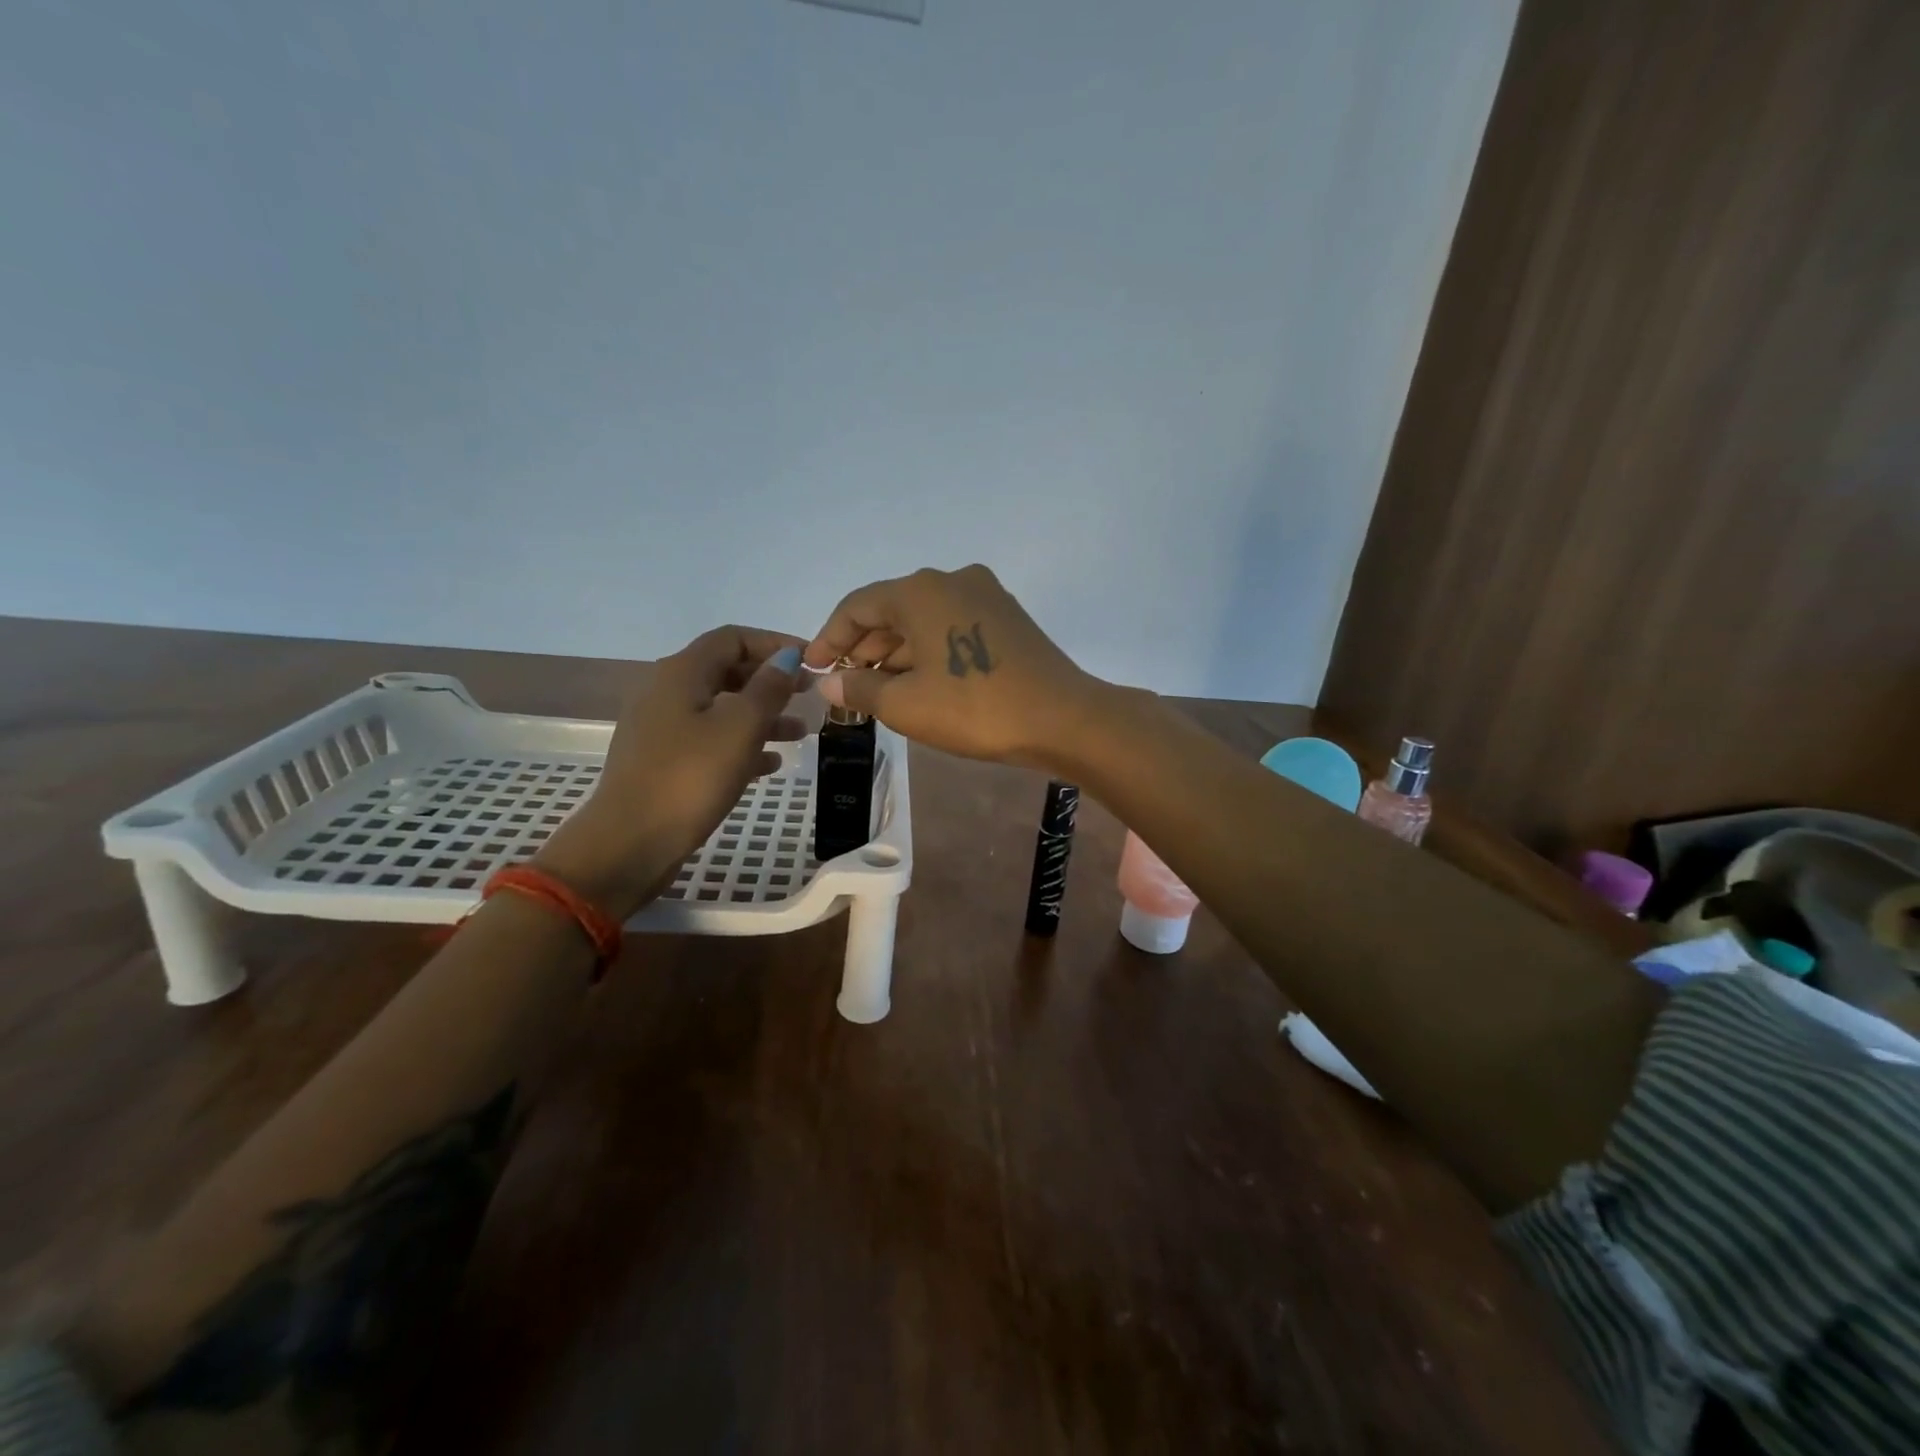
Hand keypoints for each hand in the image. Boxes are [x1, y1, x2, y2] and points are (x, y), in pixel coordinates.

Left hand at [536, 627, 805, 917]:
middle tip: (810, 694)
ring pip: (721, 708)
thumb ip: (768, 688)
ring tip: (800, 733)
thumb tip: (786, 656)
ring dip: (762, 715)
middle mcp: (666, 691)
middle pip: (727, 671)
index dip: (774, 643)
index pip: (733, 638)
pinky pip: (709, 740)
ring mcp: (661, 728)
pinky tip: (770, 763)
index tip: (812, 661)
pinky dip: (741, 744)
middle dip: (771, 680)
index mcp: (682, 673)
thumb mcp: (740, 728)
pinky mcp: (662, 762)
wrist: (629, 843)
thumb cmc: (690, 777)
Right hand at [803, 564, 1104, 767]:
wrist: (1063, 719)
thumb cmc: (975, 709)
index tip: (811, 667)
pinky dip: (927, 651)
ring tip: (876, 689)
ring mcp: (985, 596)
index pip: (857, 606)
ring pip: (923, 620)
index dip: (828, 637)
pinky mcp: (1007, 618)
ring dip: (895, 652)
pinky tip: (917, 682)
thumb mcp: (906, 705)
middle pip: (891, 609)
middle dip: (863, 647)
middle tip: (843, 683)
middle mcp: (952, 580)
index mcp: (921, 590)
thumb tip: (829, 681)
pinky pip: (951, 627)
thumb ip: (859, 688)